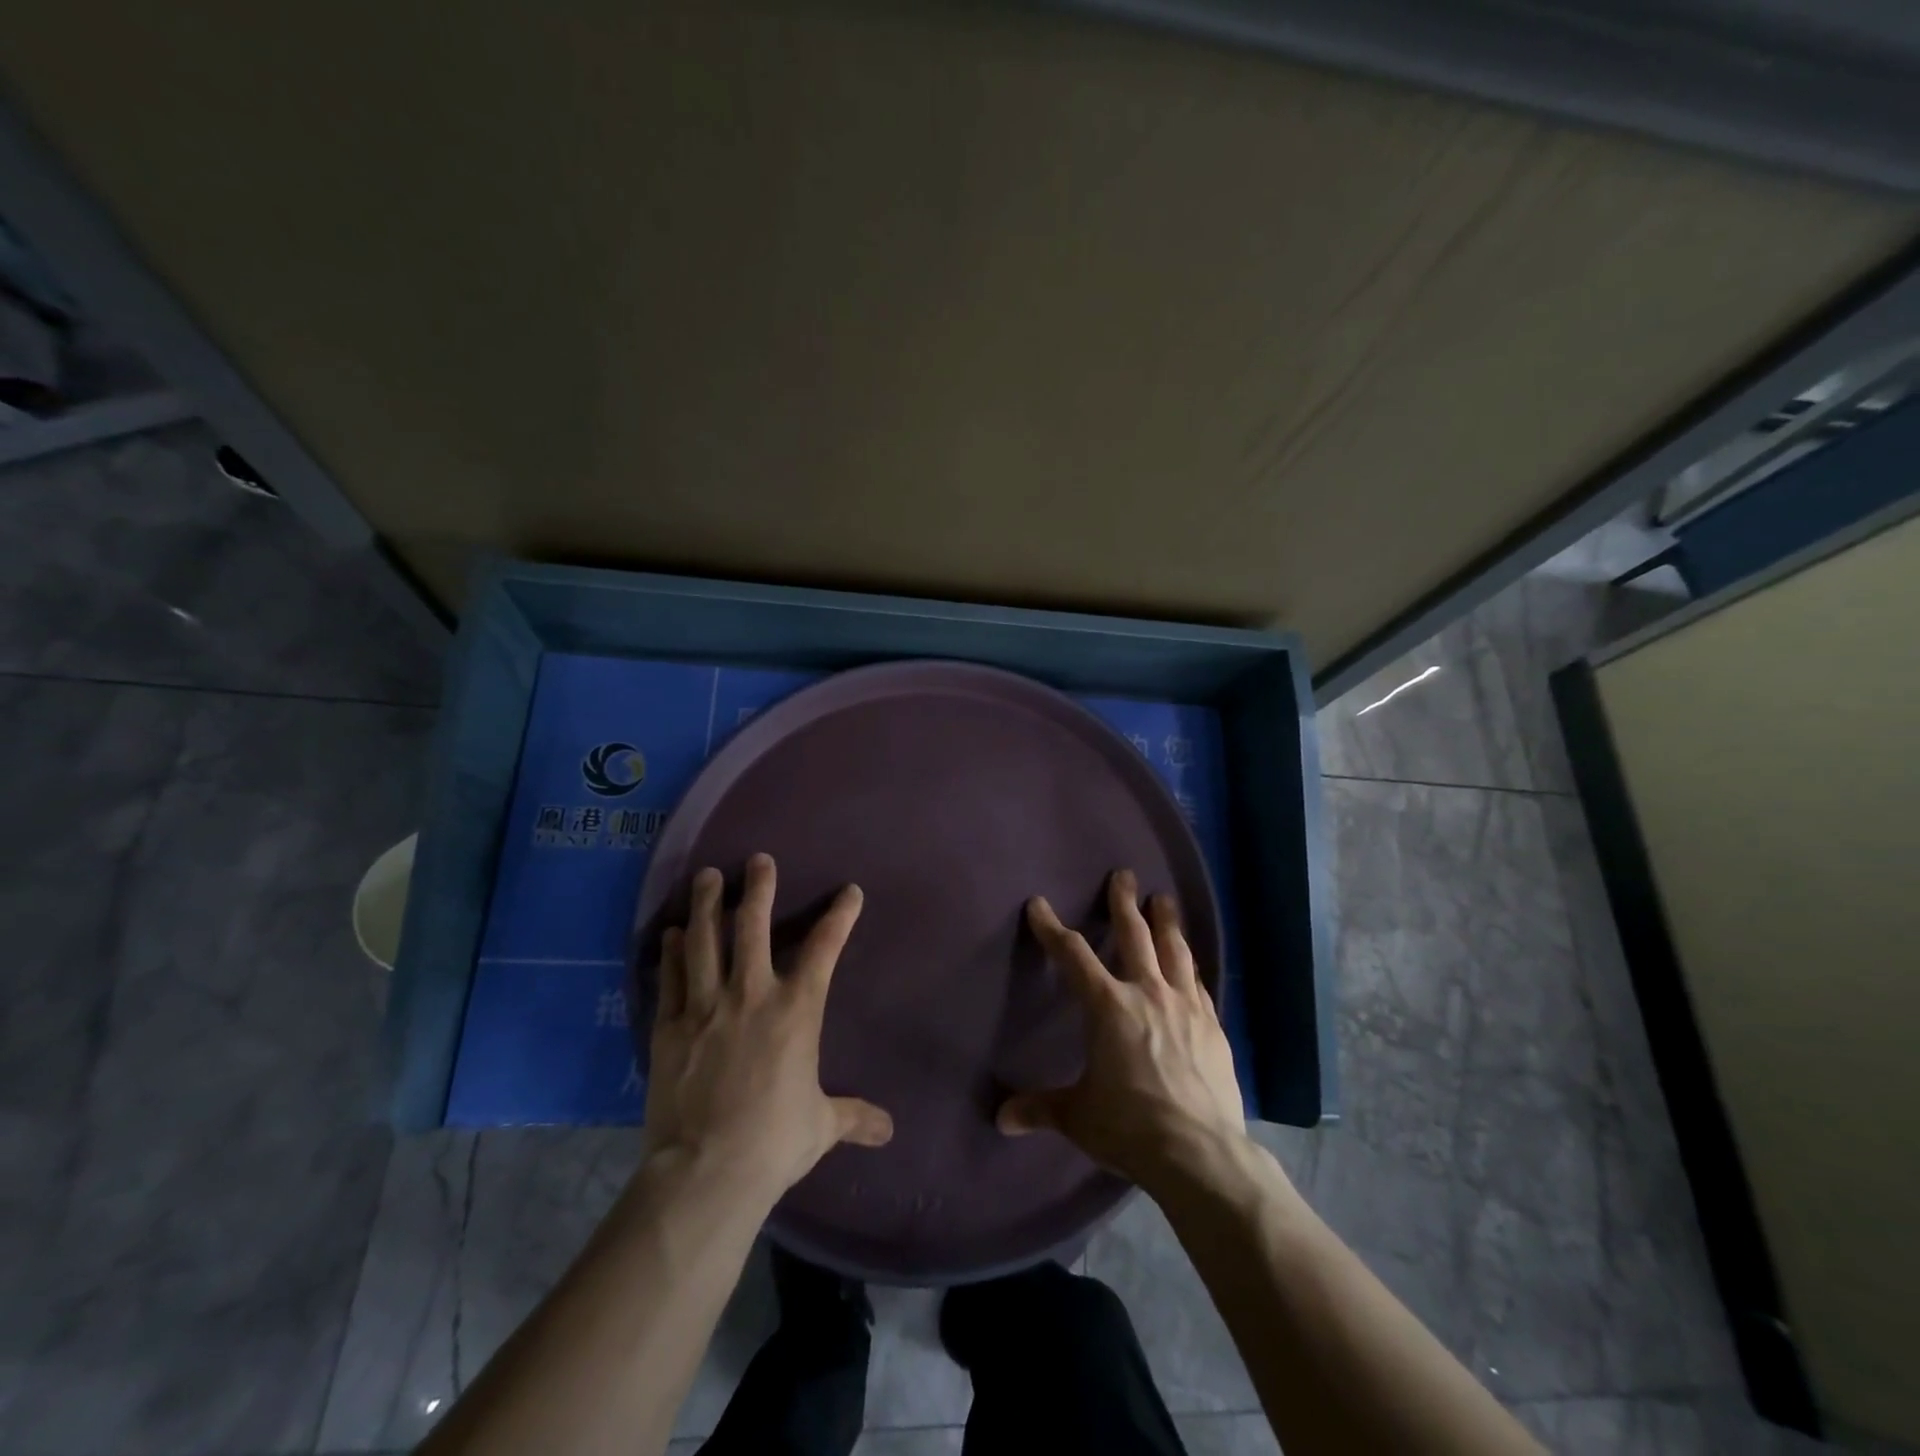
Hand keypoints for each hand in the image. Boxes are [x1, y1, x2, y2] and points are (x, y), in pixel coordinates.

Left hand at [644, 853, 892, 1202]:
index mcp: (796, 1010)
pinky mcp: (670, 1027)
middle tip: (758, 860)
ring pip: (705, 941)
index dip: (839, 916)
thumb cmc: (774, 1141)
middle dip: (758, 888)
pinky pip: (671, 978)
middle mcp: (751, 995)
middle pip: (753, 927)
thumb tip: (888, 1132)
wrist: (707, 1171)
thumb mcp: (821, 1126)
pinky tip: (671, 933)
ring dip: (707, 905)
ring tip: (708, 877)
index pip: (824, 949)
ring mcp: (705, 1007)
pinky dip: (672, 952)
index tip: (849, 892)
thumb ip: (853, 1117)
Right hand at [999, 869, 1244, 1190]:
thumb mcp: (1078, 1117)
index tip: (1039, 906)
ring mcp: (1185, 1006)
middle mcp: (1147, 993)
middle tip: (1124, 875)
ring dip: (1166, 922)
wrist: (1201, 1154)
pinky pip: (1197, 983)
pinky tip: (1190, 962)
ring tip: (1163, 899)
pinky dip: (1189, 965)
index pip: (1072, 955)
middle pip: (1134, 935)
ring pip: (1174, 950)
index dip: (1052, 928)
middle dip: (1124, 903)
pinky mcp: (1212, 1026)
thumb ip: (1041, 1109)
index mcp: (1108, 1006)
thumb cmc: (1130, 1126)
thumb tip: (1001, 1119)